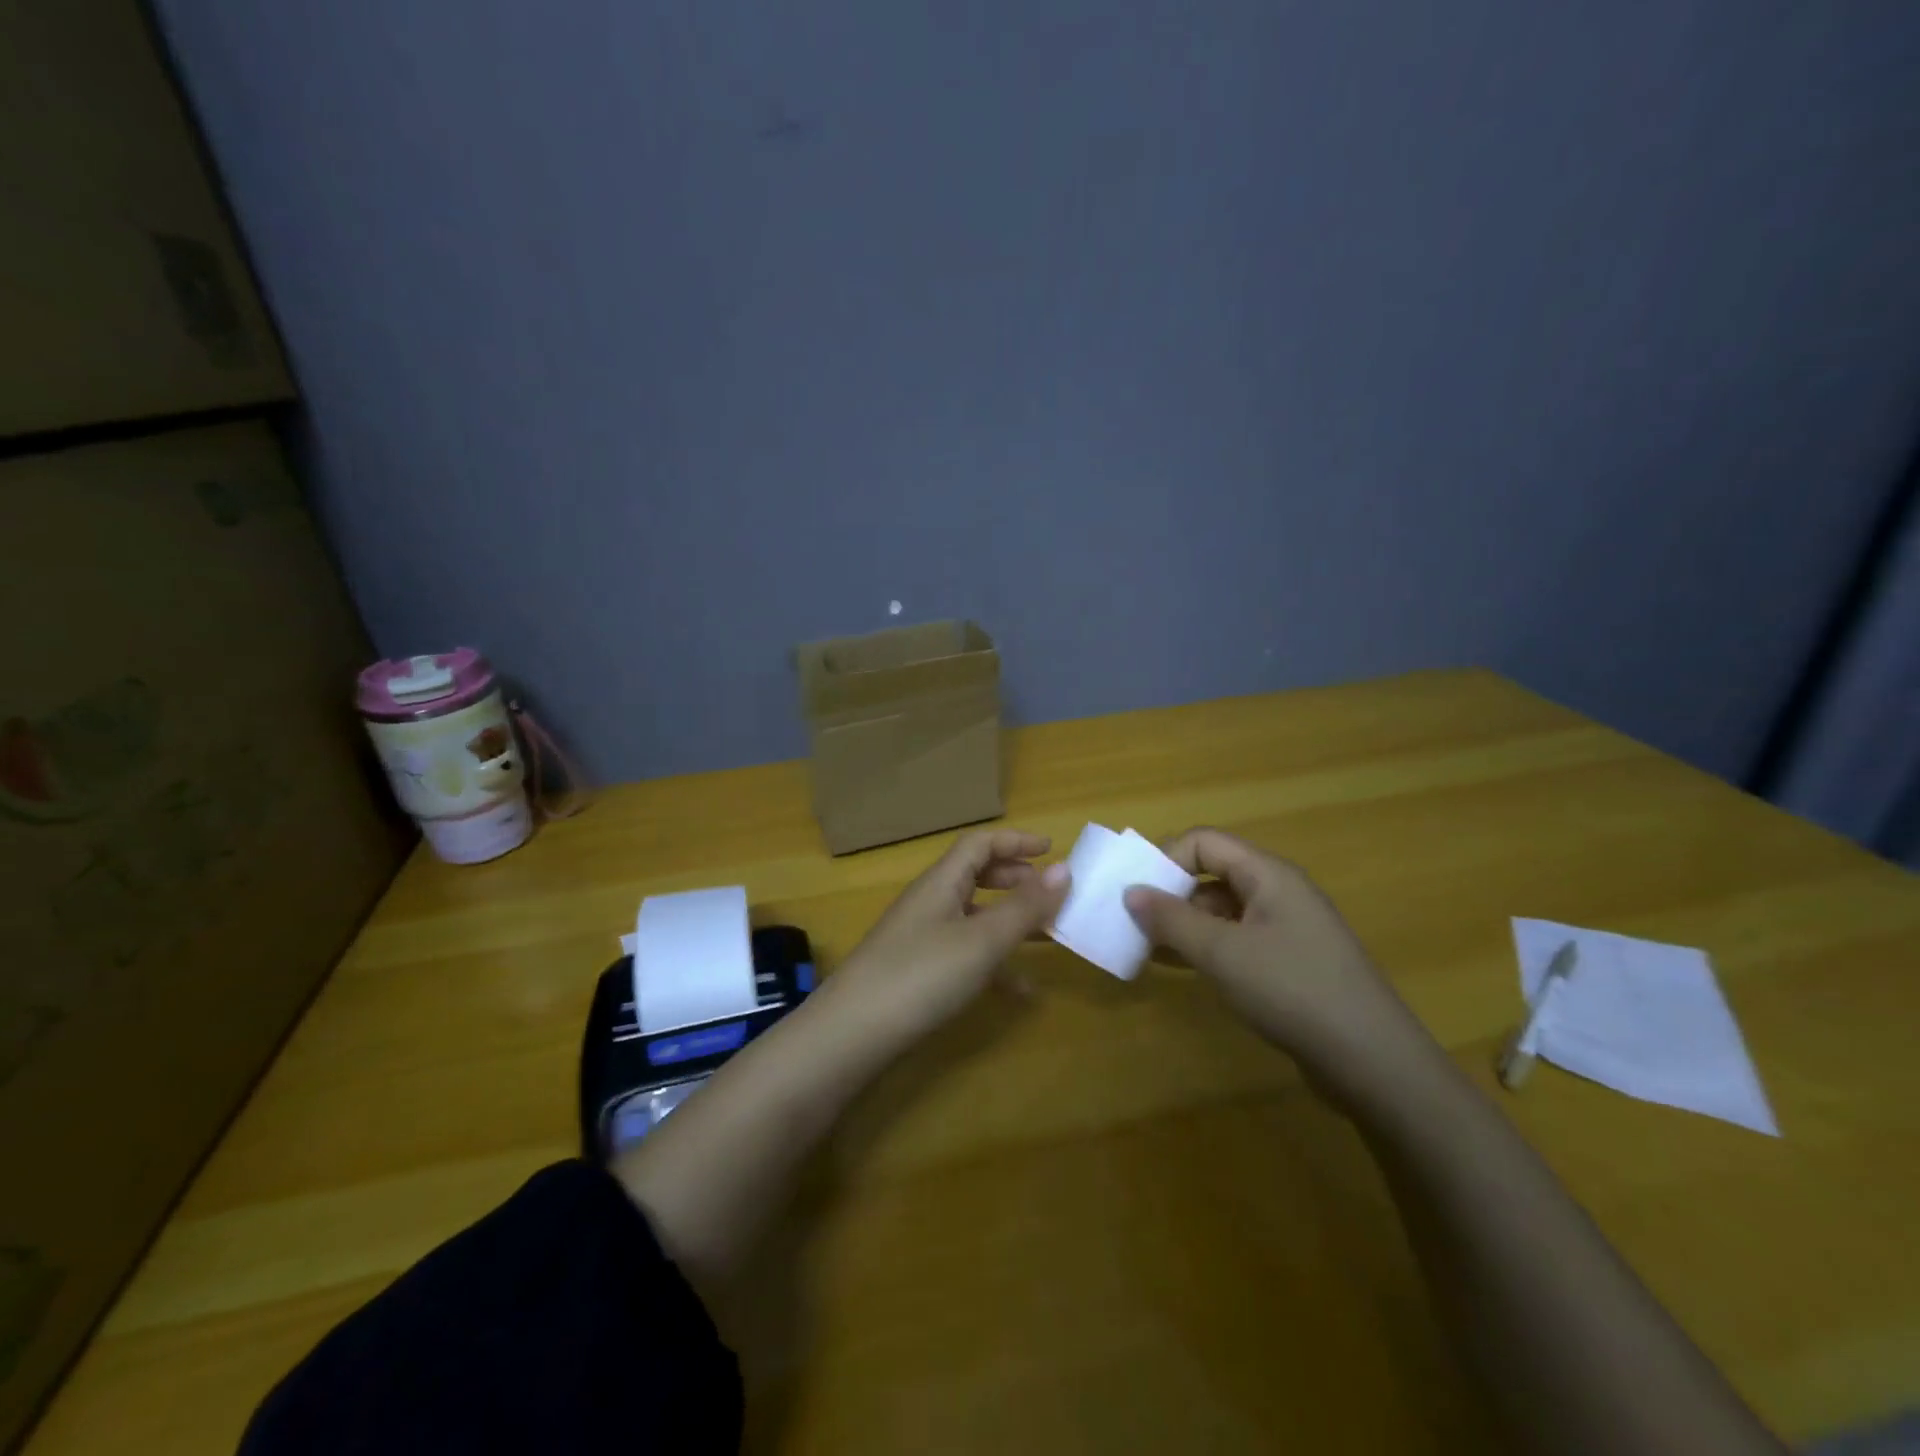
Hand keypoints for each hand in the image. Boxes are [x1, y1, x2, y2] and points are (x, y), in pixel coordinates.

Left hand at [825, 829, 1069, 1039]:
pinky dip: (994, 964)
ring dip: (1010, 923)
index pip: (979, 844)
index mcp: (942, 882)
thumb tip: (1064, 868)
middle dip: (1015, 881)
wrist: (853, 1033)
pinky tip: (1021, 992)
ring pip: (974, 917)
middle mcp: (931, 902)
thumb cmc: (922, 974)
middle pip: (976, 876)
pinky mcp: (918, 971)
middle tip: (1049, 895)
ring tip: (1048, 938)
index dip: (1015, 841)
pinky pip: (965, 954)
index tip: (1051, 850)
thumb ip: (1024, 906)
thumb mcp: (982, 940)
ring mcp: (922, 938)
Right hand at [1123, 827, 1441, 1103]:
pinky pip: (1235, 940)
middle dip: (1169, 894)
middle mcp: (1277, 892)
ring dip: (1183, 924)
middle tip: (1134, 924)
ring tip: (1146, 949)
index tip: (1136, 893)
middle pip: (1211, 874)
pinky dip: (1204, 947)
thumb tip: (1130, 891)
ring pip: (1221, 911)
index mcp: (1267, 874)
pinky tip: (1179, 968)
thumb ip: (1172, 919)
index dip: (1166, 859)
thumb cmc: (1293, 991)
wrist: (1373, 1063)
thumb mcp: (1222, 953)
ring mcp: (1285, 929)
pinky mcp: (1288, 962)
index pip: (1204, 842)